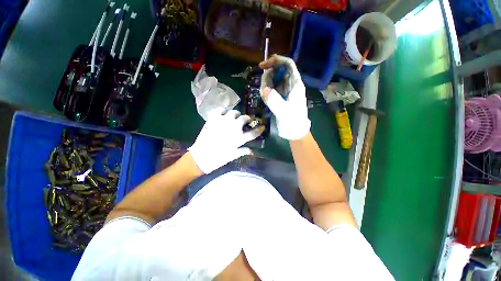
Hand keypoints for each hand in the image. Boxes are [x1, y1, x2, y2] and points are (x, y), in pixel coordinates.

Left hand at [188, 107, 263, 173]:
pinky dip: (223, 110)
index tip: (262, 126)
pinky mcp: (213, 119)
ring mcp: (223, 122)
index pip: (253, 132)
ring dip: (236, 114)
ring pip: (234, 112)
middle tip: (246, 120)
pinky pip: (220, 109)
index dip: (259, 129)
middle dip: (248, 118)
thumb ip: (243, 151)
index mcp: (239, 138)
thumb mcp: (233, 156)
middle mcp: (233, 128)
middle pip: (244, 119)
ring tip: (235, 117)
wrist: (201, 157)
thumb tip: (252, 151)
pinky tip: (223, 114)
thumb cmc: (218, 159)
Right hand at [259, 55, 310, 139]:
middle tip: (262, 87)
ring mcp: (285, 91)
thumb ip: (275, 101)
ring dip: (266, 84)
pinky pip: (272, 88)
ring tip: (264, 95)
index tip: (263, 66)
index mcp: (295, 85)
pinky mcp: (280, 97)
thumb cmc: (293, 123)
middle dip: (268, 75)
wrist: (294, 133)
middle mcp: (290, 85)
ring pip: (274, 79)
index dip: (276, 61)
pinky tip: (265, 98)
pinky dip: (266, 90)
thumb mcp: (284, 113)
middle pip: (279, 71)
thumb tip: (264, 89)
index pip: (288, 64)